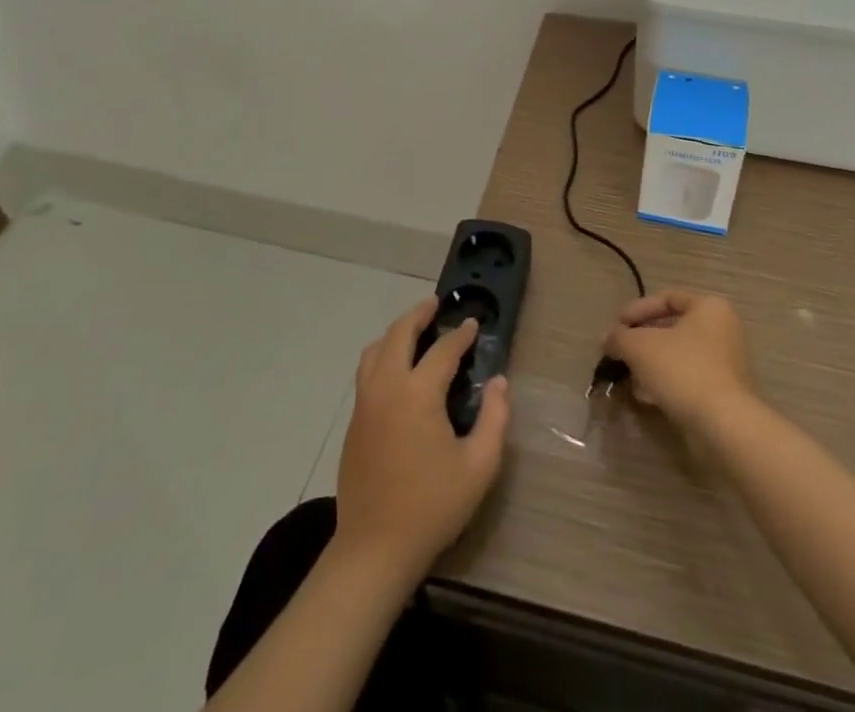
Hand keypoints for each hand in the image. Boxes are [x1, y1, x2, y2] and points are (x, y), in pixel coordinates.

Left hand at [333, 299, 510, 583]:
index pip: (443, 350)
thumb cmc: (432, 506)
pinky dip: (382, 356)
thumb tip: (500, 382)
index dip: (461, 335)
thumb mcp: (479, 466)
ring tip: (414, 330)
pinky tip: (396, 368)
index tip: (474, 324)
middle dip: (419, 314)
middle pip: (399, 334)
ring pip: (375, 350)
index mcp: (418, 393)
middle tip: (436, 305)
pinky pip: (366, 372)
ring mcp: (365, 404)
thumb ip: (495, 418)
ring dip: (395, 332)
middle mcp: (387, 387)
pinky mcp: (354, 422)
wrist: (374, 549)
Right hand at [603, 290, 753, 432]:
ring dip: (650, 363)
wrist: (722, 425)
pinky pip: (687, 378)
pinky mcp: (722, 392)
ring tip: (626, 376)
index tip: (616, 326)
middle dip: (641, 340)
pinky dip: (664, 382)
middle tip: (619, 352)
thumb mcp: (640, 347)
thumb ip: (619, 337)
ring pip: (678, 355)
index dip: (637, 310)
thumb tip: (606, 338)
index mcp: (709, 307)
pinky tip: (643, 395)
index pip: (667, 298)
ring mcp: (725, 363)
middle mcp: (722, 330)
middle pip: (672, 328)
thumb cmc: (683, 370)